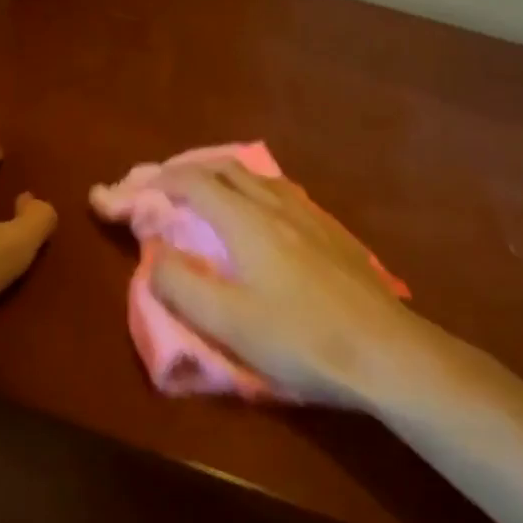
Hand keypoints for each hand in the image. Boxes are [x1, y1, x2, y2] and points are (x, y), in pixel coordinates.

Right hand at [147, 161, 437, 410]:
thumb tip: (154, 255)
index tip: (135, 191)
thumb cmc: (301, 339)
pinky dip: (256, 193)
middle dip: (191, 172)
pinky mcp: (334, 235)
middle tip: (168, 188)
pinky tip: (265, 218)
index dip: (160, 181)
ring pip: (260, 180)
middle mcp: (279, 207)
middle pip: (228, 170)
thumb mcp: (228, 323)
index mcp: (248, 222)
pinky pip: (285, 196)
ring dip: (226, 179)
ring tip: (211, 196)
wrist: (387, 353)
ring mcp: (312, 218)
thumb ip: (181, 287)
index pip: (195, 183)